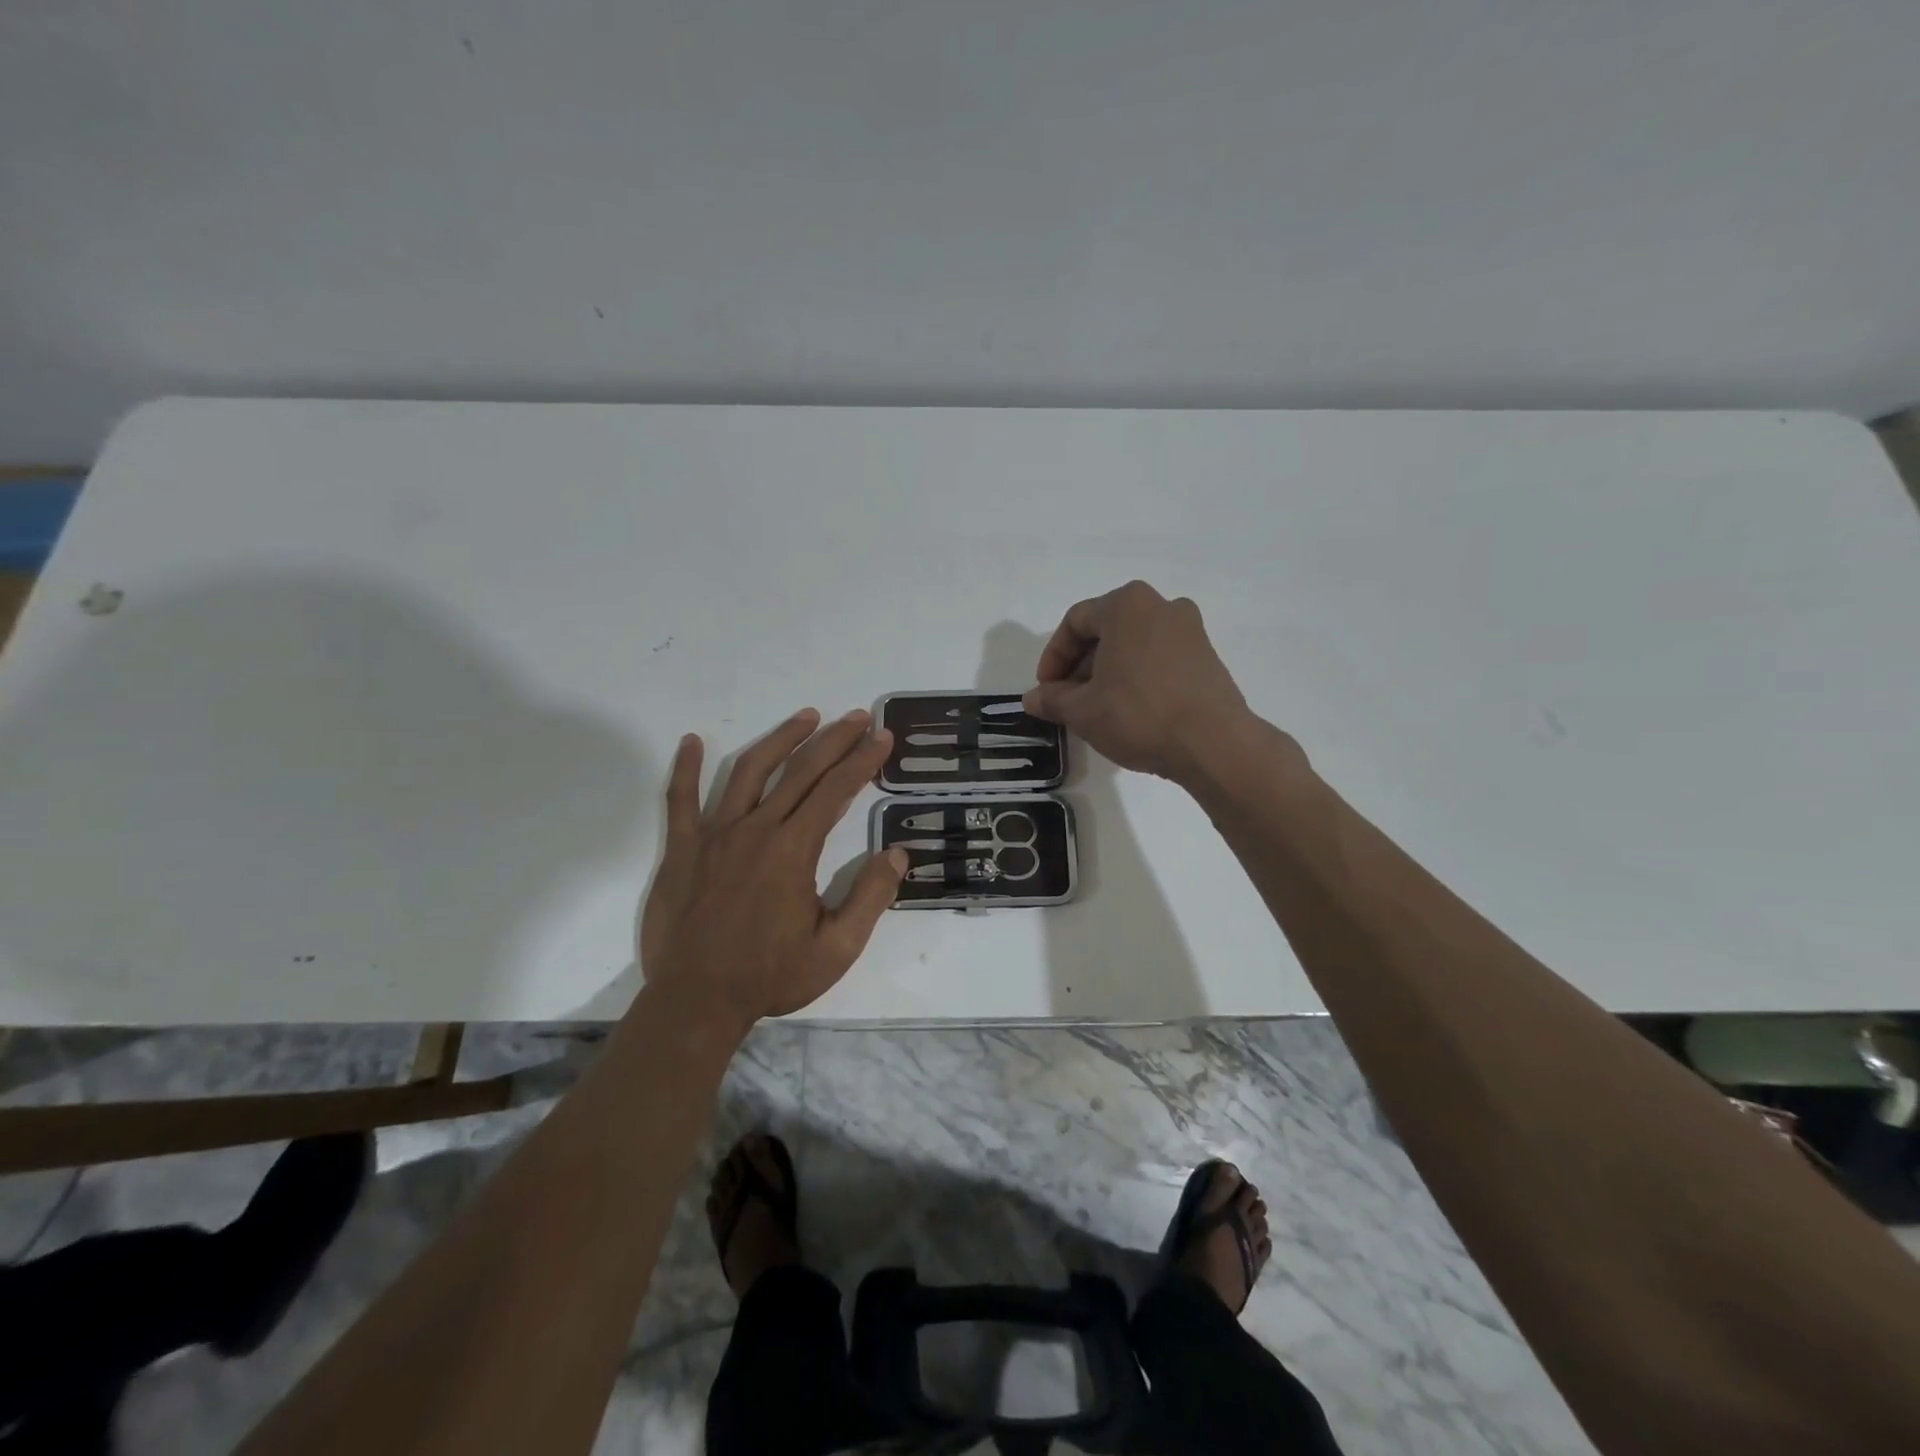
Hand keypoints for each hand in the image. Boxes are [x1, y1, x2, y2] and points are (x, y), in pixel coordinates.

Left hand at [640, 708, 906, 1031]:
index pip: (836, 790)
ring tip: (806, 717)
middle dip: (835, 739)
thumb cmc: (770, 976)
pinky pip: (680, 800)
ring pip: (750, 771)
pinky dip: (686, 768)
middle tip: (858, 717)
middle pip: (801, 770)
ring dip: (781, 739)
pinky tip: (692, 741)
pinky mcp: (682, 849)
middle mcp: (756, 829)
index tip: (882, 737)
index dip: (862, 760)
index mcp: (794, 850)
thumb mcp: (836, 949)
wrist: (696, 1002)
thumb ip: (870, 899)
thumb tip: (898, 855)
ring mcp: (714, 835)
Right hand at [1023, 581, 1260, 783]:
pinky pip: (1158, 659)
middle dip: (1080, 666)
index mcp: (1127, 604)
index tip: (1046, 689)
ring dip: (1108, 673)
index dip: (1053, 657)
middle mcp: (1162, 606)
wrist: (1214, 744)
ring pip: (1133, 646)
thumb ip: (1052, 699)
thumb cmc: (1139, 714)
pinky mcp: (1207, 657)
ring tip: (1097, 710)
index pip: (1075, 622)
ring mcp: (1190, 630)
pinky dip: (1137, 678)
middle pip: (1106, 631)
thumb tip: (1033, 698)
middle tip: (1068, 701)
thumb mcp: (1082, 711)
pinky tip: (1130, 711)